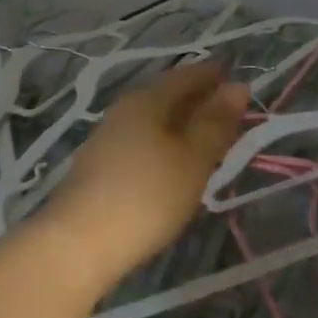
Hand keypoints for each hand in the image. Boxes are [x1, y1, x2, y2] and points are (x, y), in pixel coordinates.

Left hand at [42, 63, 249, 285]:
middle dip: (196, 98)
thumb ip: (216, 123)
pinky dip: (163, 142)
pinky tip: (171, 161)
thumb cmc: (148, 195)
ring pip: (152, 119)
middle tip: (226, 108)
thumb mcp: (193, 159)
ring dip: (179, 122)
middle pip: (166, 95)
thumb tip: (238, 86)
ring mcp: (107, 137)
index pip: (186, 75)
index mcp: (148, 100)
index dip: (212, 75)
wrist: (79, 242)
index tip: (234, 77)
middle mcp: (124, 109)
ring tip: (204, 136)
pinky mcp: (99, 166)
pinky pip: (140, 140)